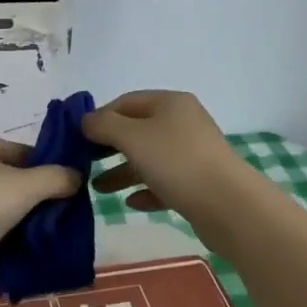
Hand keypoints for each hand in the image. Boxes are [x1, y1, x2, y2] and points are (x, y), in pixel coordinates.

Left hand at [0, 135, 80, 287]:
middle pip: (12, 186)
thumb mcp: (26, 184)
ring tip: (55, 245)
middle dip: (39, 203)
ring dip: (24, 232)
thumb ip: (56, 178)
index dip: (48, 166)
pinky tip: (32, 266)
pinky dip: (7, 257)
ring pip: (1, 219)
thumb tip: (77, 177)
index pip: (23, 152)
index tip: (72, 187)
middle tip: (68, 220)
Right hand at [84, 91, 246, 235]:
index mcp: (170, 103)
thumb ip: (104, 125)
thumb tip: (86, 120)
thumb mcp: (132, 137)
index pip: (127, 101)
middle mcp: (184, 122)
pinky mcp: (199, 183)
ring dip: (123, 171)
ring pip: (150, 158)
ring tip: (99, 189)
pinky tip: (131, 203)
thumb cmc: (176, 162)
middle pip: (138, 130)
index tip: (78, 138)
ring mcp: (193, 153)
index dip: (100, 117)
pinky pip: (165, 182)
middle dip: (110, 146)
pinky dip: (146, 189)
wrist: (228, 205)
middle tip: (85, 162)